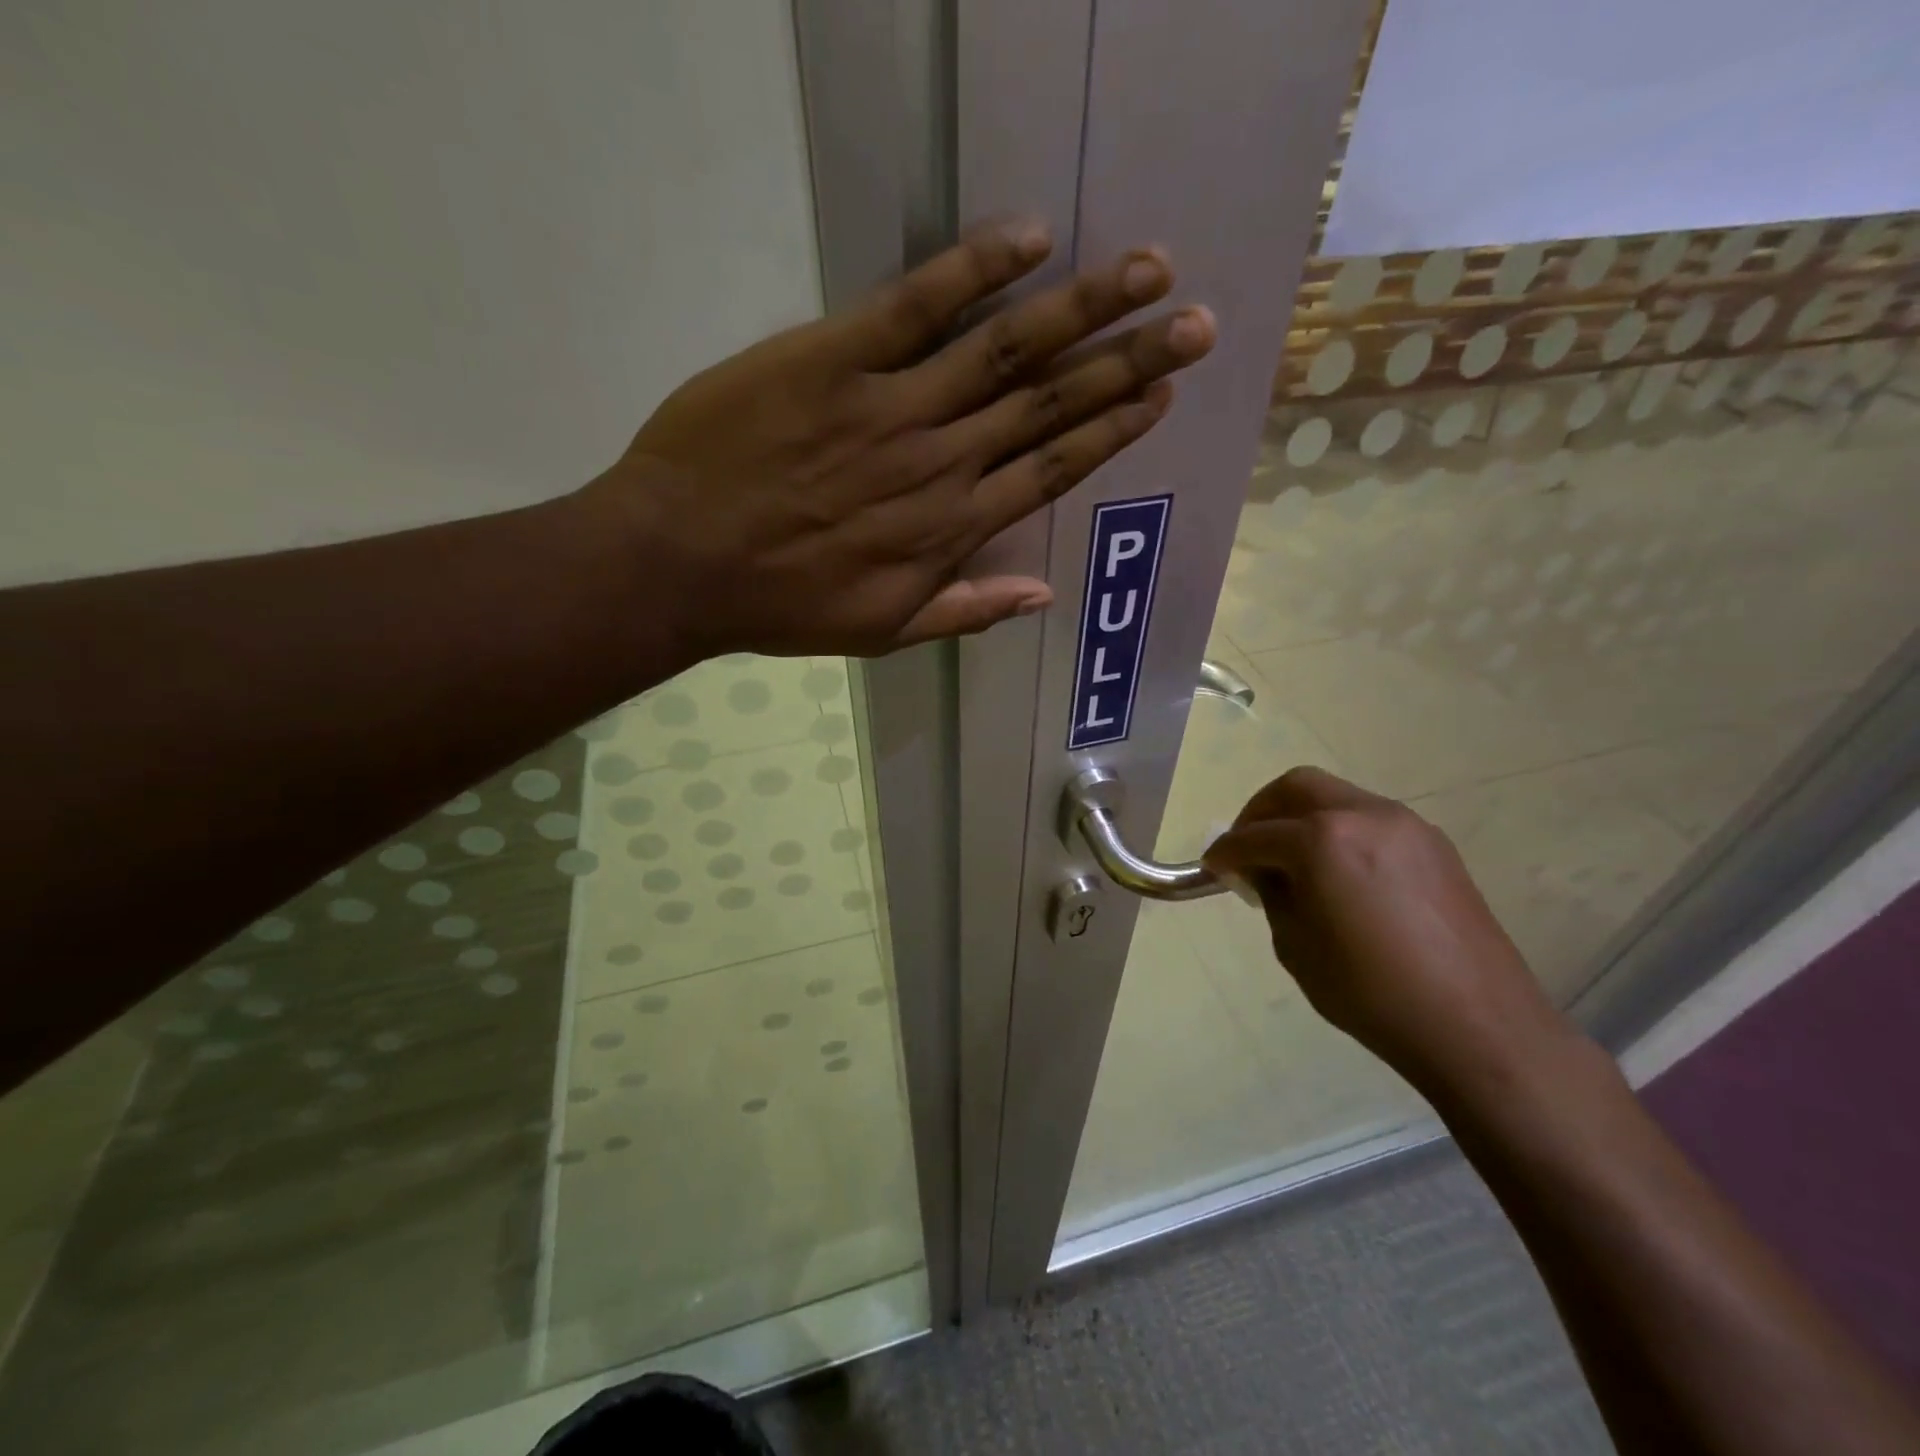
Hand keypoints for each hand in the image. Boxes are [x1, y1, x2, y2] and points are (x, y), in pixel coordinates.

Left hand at [587, 219, 1215, 657]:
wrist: (680, 562)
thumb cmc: (782, 604)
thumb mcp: (882, 631)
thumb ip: (966, 611)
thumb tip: (1042, 594)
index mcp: (950, 529)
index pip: (1051, 470)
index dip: (1112, 430)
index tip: (1161, 395)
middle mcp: (940, 463)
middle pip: (1048, 405)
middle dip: (1128, 361)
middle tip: (1193, 322)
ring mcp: (890, 407)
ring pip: (1004, 351)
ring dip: (1082, 310)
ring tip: (1147, 271)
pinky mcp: (832, 359)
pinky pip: (915, 306)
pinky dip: (974, 270)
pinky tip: (1029, 238)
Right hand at [1202, 767, 1573, 1091]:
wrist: (1477, 1025)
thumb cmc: (1371, 992)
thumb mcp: (1296, 945)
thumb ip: (1273, 895)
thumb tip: (1265, 872)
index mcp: (1322, 840)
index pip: (1256, 835)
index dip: (1226, 852)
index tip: (1212, 867)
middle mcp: (1364, 815)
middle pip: (1297, 788)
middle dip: (1262, 812)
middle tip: (1249, 848)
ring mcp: (1406, 825)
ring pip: (1338, 798)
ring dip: (1304, 819)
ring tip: (1295, 863)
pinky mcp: (1435, 845)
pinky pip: (1371, 821)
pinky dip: (1341, 833)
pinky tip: (1340, 875)